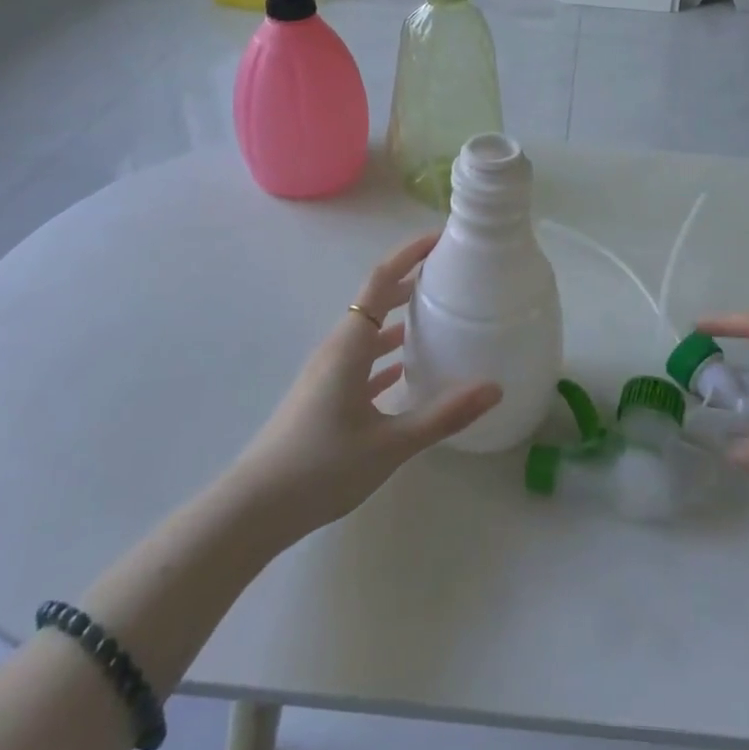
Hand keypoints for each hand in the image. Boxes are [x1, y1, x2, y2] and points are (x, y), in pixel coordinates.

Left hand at [234, 232, 501, 539]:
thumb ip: (443, 415)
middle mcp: (337, 350)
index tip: (439, 239)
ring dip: (398, 320)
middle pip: (376, 302)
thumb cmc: (321, 467)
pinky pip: (361, 363)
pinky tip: (406, 372)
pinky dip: (385, 357)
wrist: (254, 510)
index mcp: (349, 346)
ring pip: (368, 333)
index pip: (380, 282)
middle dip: (409, 283)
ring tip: (436, 317)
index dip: (408, 255)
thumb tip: (494, 387)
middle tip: (449, 276)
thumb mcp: (390, 443)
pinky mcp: (323, 398)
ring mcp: (327, 374)